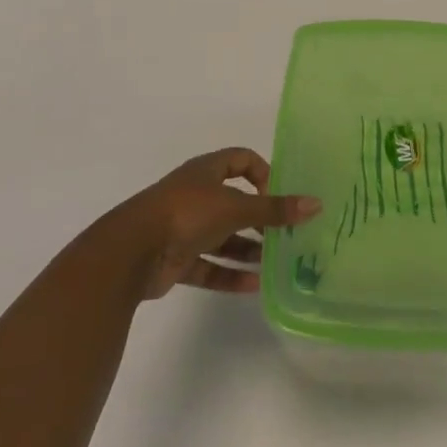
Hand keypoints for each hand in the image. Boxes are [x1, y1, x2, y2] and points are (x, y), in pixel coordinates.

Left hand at [106, 148, 320, 299]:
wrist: (130, 252)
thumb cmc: (186, 214)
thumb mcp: (235, 208)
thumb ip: (274, 209)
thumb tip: (315, 203)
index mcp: (206, 172)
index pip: (241, 160)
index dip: (263, 173)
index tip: (280, 195)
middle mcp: (196, 195)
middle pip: (235, 202)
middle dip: (260, 218)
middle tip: (287, 234)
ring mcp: (184, 228)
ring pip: (223, 237)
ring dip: (248, 249)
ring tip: (277, 263)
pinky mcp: (176, 259)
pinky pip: (210, 266)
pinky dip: (230, 274)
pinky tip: (255, 286)